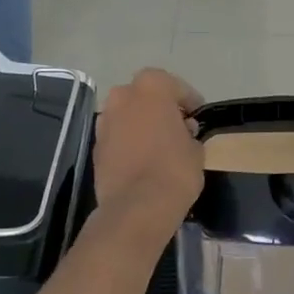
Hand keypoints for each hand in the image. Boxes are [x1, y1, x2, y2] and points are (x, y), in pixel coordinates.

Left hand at [92, 70, 204, 254]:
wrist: (136, 207)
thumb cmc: (174, 169)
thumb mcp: (196, 148)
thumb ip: (188, 132)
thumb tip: (182, 131)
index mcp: (151, 87)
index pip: (174, 86)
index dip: (188, 100)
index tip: (197, 115)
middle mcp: (123, 96)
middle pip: (145, 95)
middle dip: (160, 107)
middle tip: (177, 126)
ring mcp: (105, 120)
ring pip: (128, 114)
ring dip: (141, 123)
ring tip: (159, 144)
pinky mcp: (95, 145)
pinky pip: (117, 135)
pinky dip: (128, 141)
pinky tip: (142, 158)